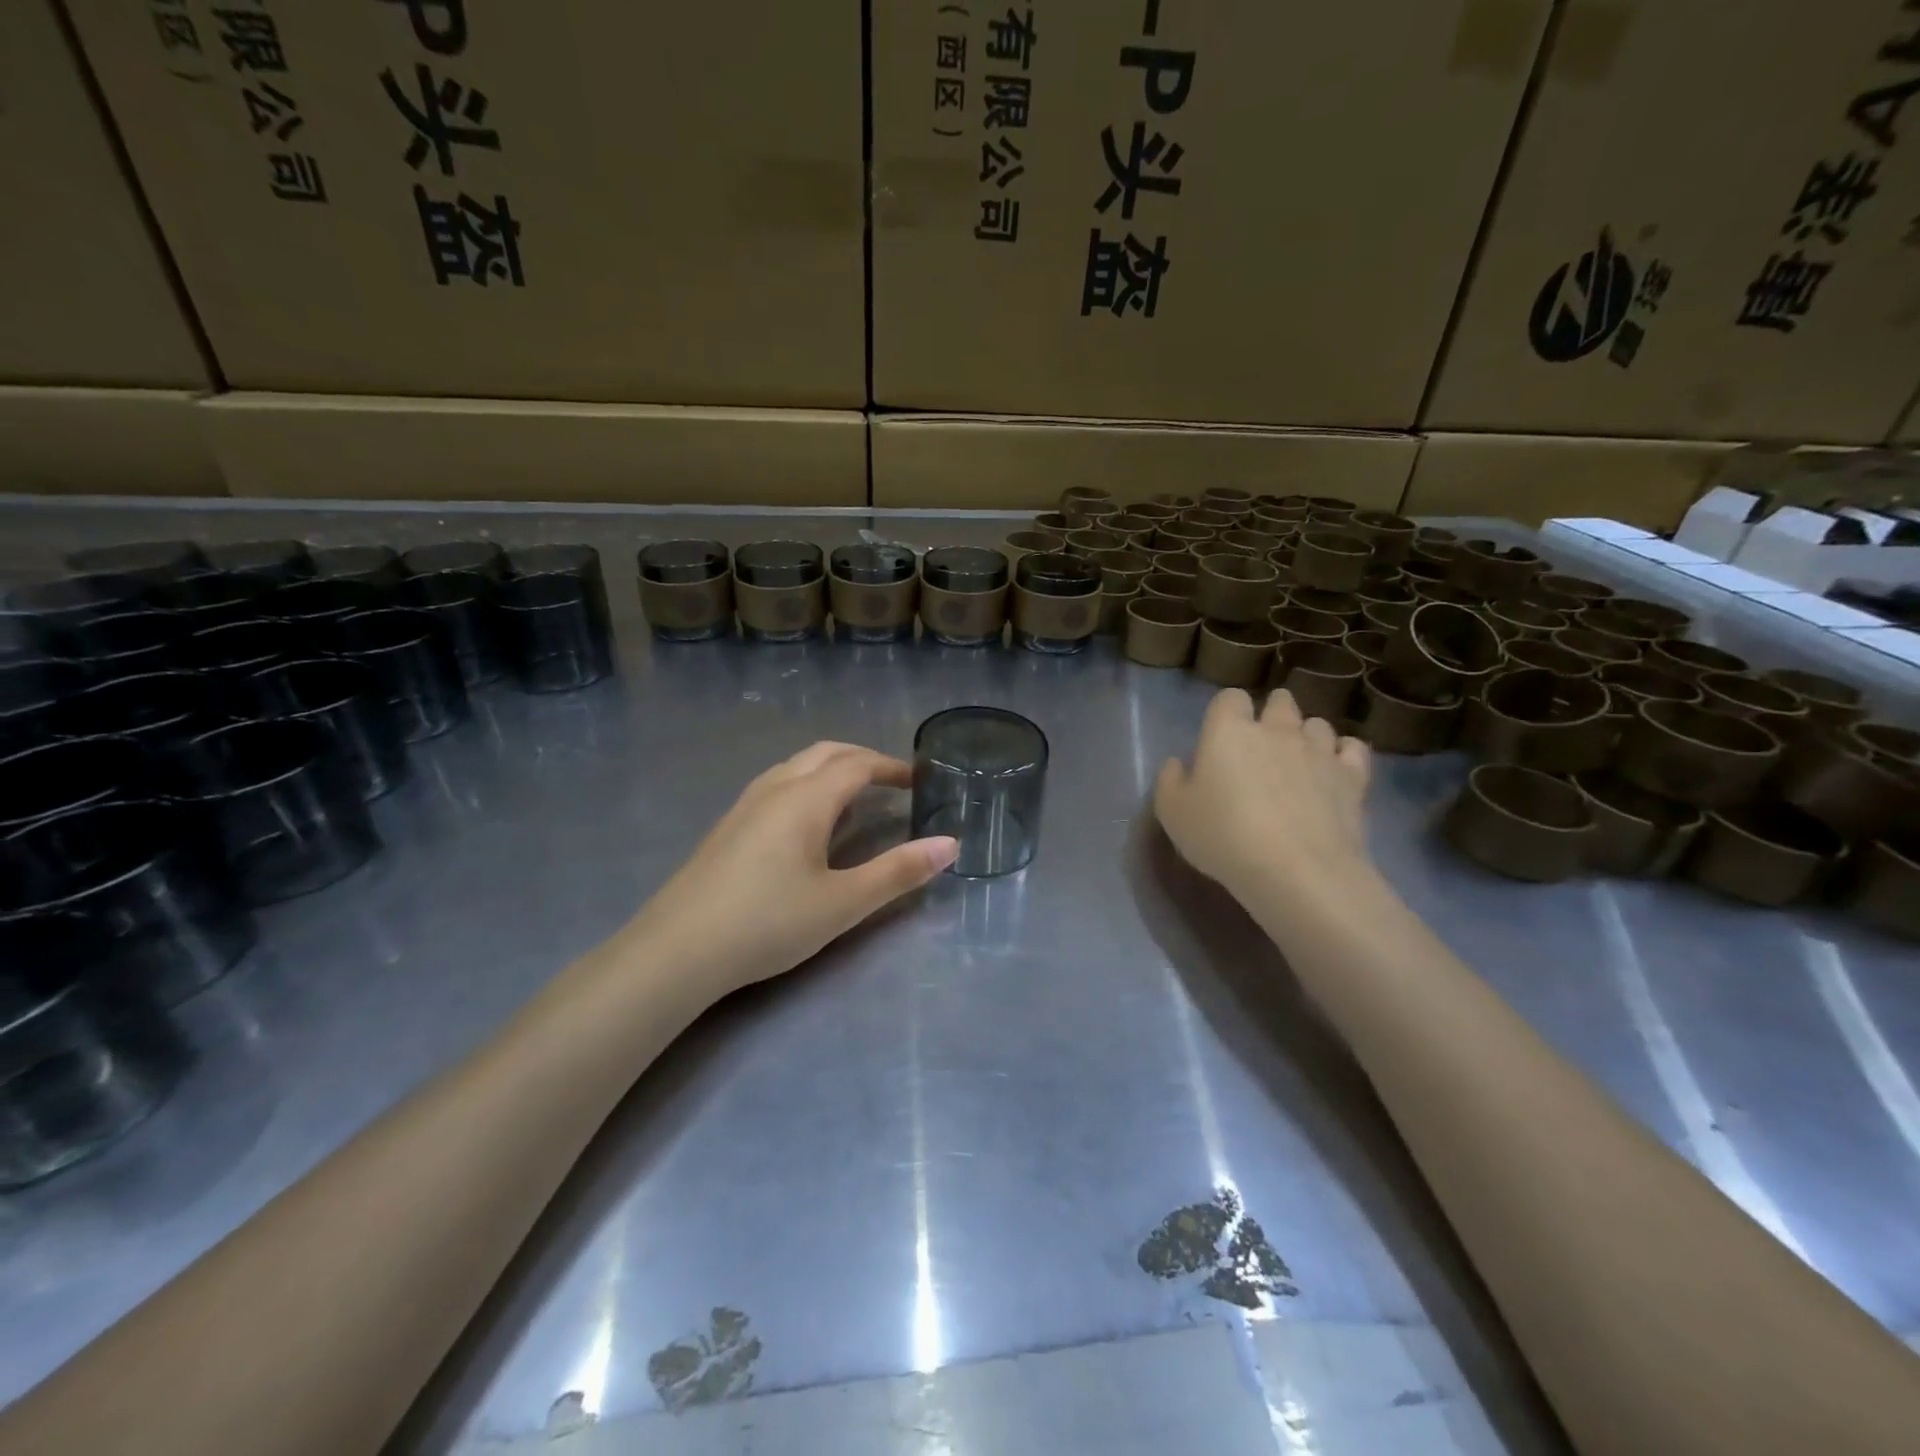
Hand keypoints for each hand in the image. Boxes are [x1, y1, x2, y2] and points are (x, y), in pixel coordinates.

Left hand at [626, 742, 957, 994]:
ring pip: (796, 766)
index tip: (919, 781)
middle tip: (893, 782)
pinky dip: (807, 785)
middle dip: (863, 759)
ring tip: (855, 797)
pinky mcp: (727, 827)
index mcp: (806, 799)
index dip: (891, 767)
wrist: (676, 951)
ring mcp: (744, 805)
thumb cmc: (767, 923)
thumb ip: (898, 872)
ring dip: (831, 769)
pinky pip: (777, 785)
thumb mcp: (843, 903)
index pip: (857, 764)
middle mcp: (774, 789)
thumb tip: (949, 845)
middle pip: (825, 753)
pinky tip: (807, 823)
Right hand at [1155, 688, 1374, 915]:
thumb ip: (1170, 780)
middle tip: (1260, 744)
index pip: (1229, 698)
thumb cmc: (1223, 837)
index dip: (1226, 712)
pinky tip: (1333, 771)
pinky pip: (1352, 748)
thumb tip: (1178, 763)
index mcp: (1228, 731)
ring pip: (1316, 723)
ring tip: (1298, 761)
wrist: (1296, 871)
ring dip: (1306, 735)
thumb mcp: (1172, 813)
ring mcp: (1319, 750)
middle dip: (1271, 713)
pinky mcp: (1353, 776)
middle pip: (1279, 701)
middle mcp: (1276, 729)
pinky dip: (1342, 754)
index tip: (1220, 736)